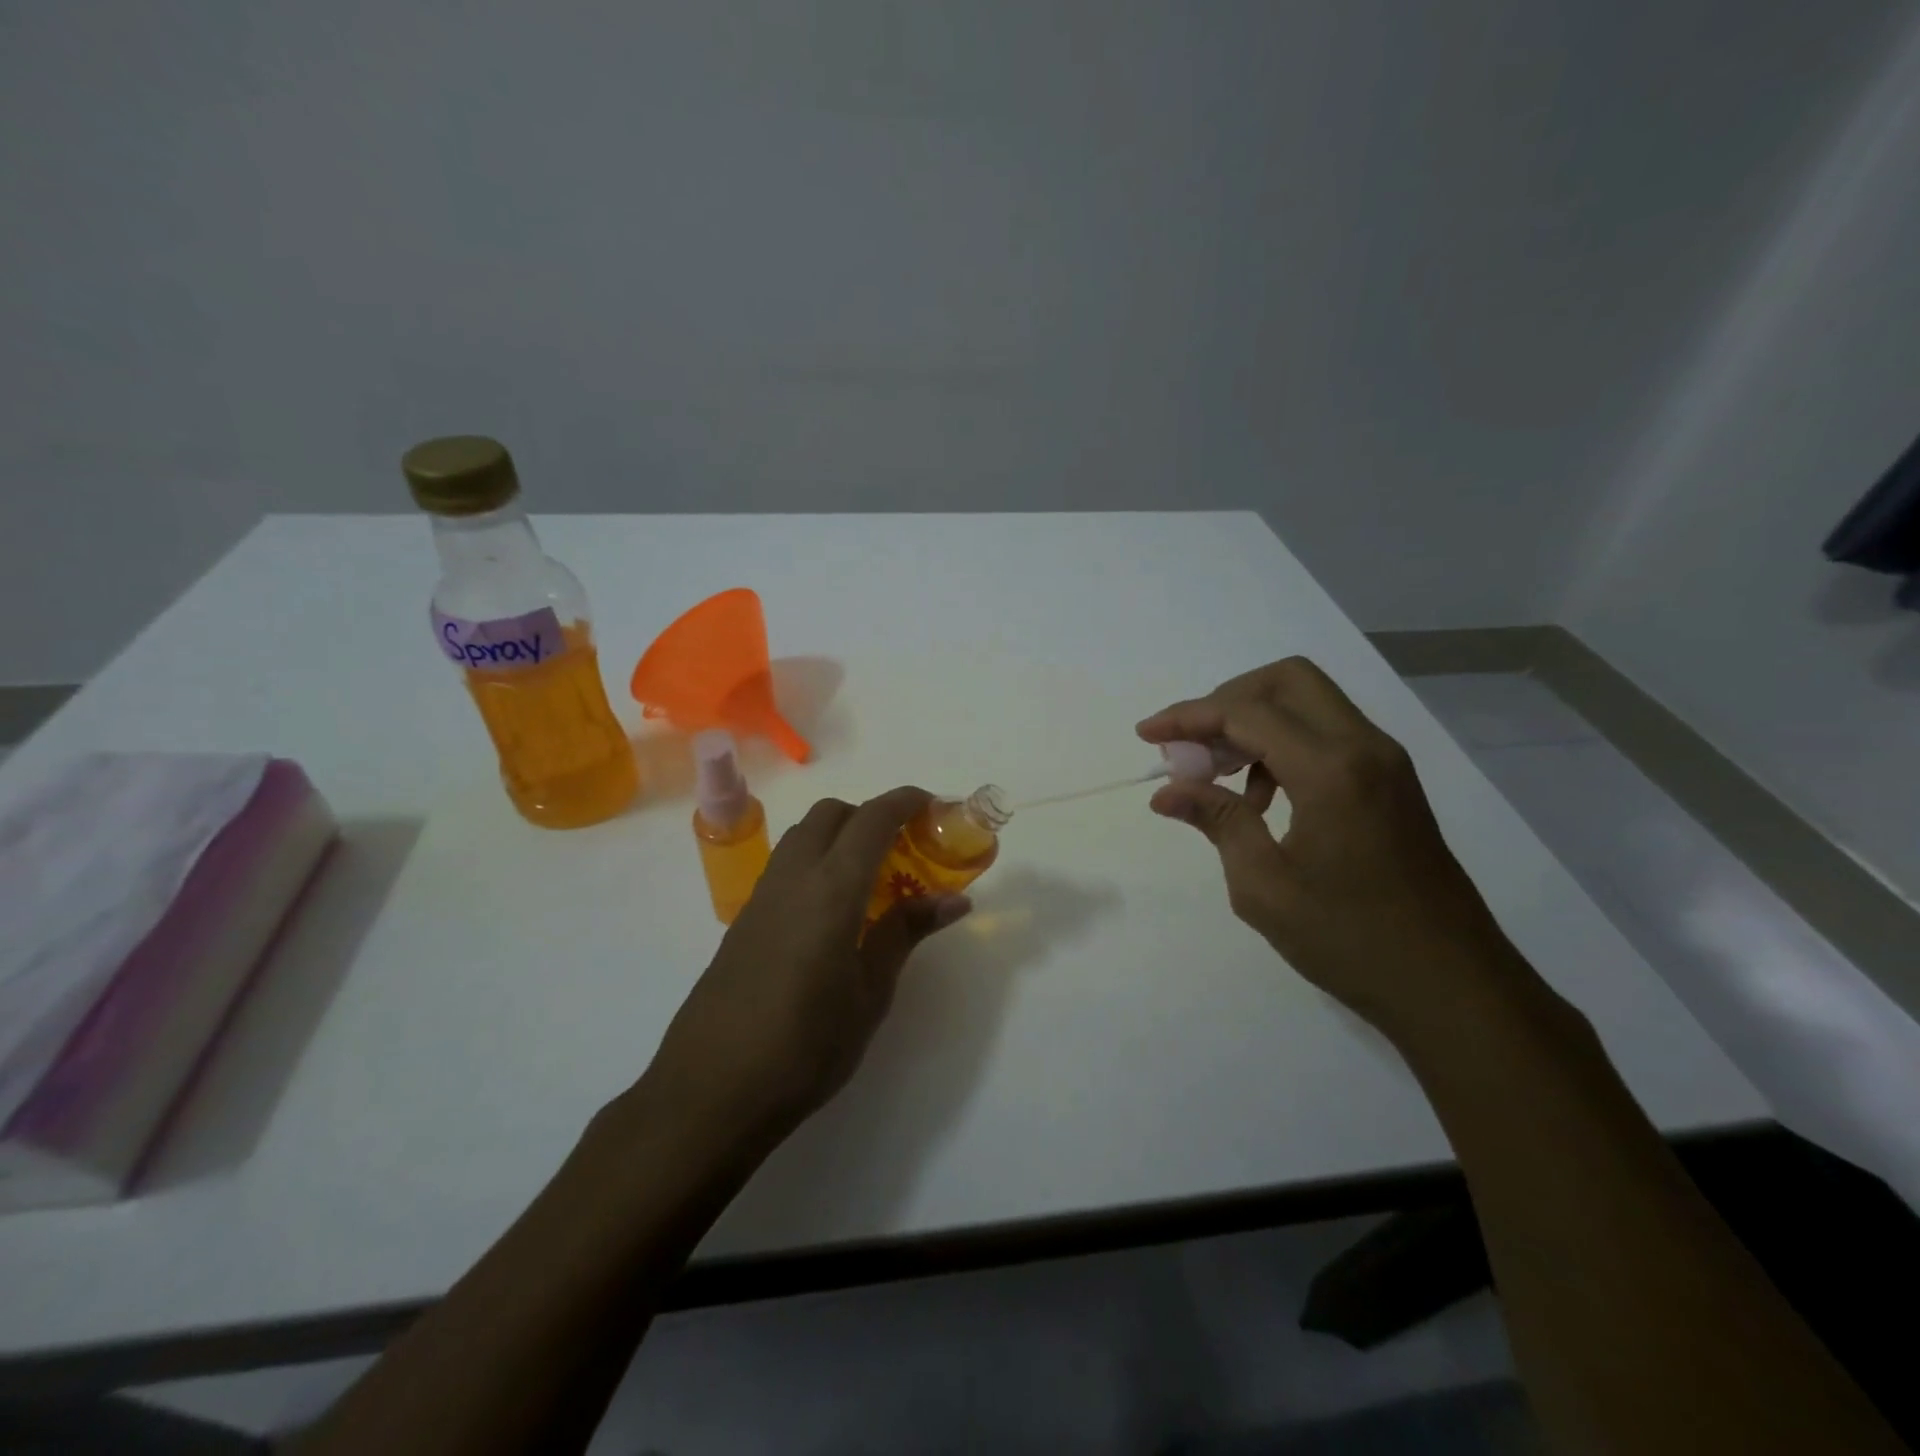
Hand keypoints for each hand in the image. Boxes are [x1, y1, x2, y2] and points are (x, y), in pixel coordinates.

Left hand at [634, 787, 971, 1161]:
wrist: (712, 1091)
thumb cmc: (806, 1046)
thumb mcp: (869, 994)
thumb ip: (905, 934)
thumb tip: (953, 899)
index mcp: (830, 889)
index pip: (872, 819)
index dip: (905, 801)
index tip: (934, 805)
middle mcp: (792, 878)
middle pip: (832, 814)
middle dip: (871, 814)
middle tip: (904, 848)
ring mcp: (761, 896)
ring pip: (803, 835)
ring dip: (840, 835)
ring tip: (871, 877)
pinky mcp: (743, 920)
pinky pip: (786, 866)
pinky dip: (816, 861)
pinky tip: (832, 910)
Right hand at [1139, 657, 1534, 1043]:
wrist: (1453, 986)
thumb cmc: (1350, 940)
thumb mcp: (1264, 885)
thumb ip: (1217, 821)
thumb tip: (1166, 791)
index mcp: (1331, 770)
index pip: (1246, 712)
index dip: (1188, 717)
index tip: (1146, 736)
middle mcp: (1364, 747)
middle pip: (1287, 680)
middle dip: (1227, 700)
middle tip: (1192, 747)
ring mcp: (1385, 762)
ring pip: (1309, 704)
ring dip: (1255, 724)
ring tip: (1218, 777)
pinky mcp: (1391, 782)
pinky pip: (1328, 735)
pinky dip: (1284, 746)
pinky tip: (1262, 800)